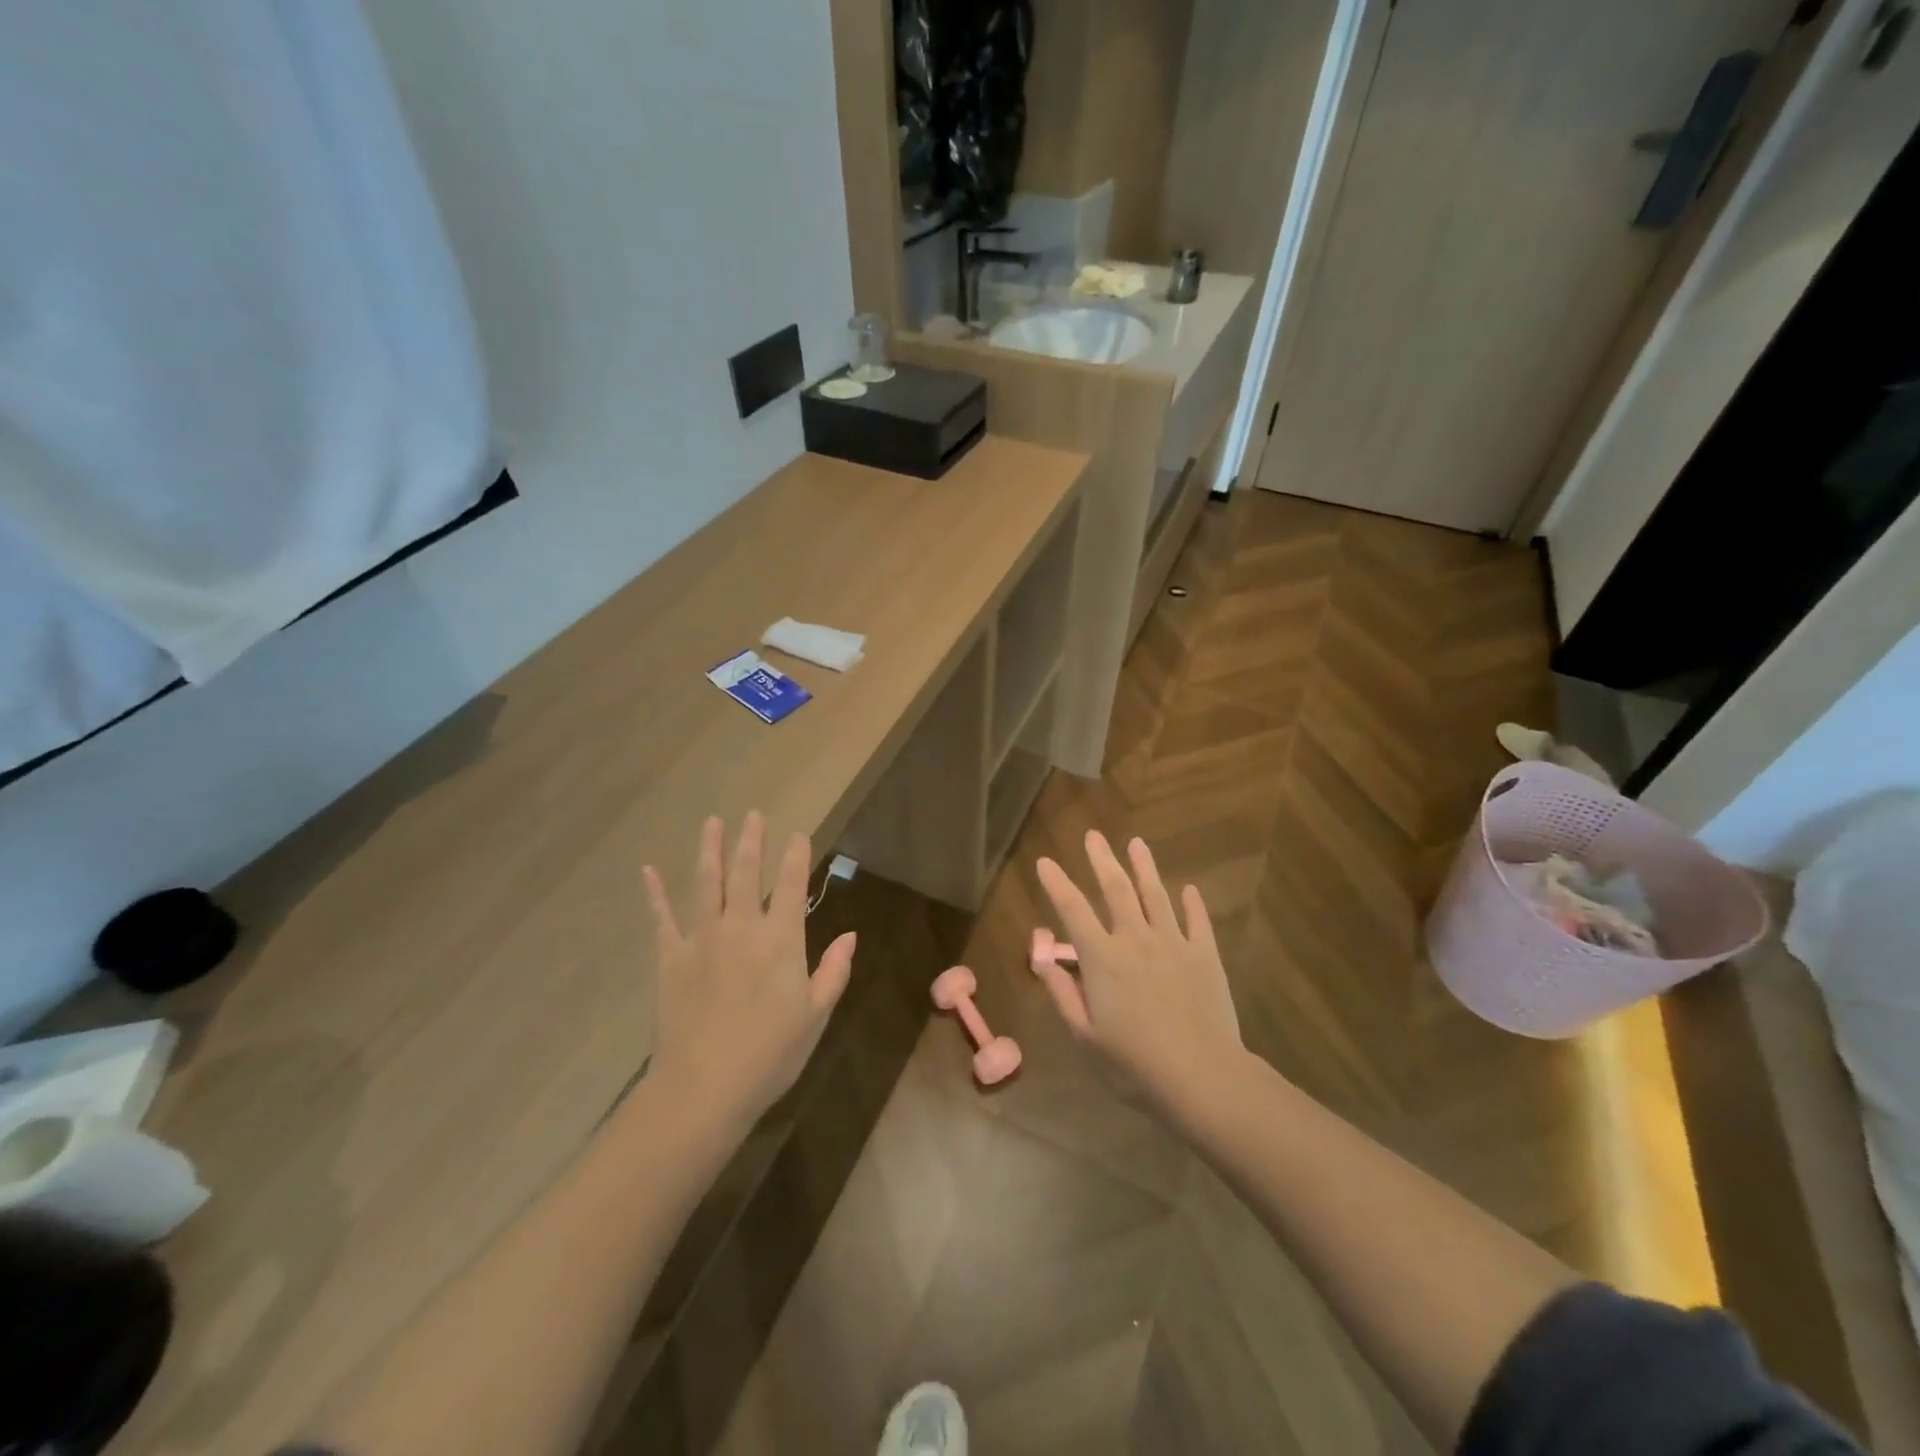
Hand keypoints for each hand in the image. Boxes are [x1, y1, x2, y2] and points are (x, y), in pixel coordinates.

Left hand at [643, 813, 854, 1133]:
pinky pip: (662, 918)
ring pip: (705, 884)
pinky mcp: (670, 958)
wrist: (703, 1089)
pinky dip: (655, 893)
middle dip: (751, 841)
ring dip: (709, 850)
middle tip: (753, 813)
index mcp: (781, 941)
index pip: (791, 886)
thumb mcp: (815, 1016)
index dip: (796, 857)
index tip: (798, 833)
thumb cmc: (769, 1055)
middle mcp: (741, 928)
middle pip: (746, 873)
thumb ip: (834, 972)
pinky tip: (648, 870)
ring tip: (712, 822)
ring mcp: (701, 940)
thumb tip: (850, 935)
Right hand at [1034, 831, 1245, 1123]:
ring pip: (1155, 896)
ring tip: (1136, 843)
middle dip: (1102, 860)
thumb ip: (1063, 994)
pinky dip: (1192, 904)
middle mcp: (1135, 940)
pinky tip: (1189, 889)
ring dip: (1144, 868)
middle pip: (1116, 890)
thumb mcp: (1085, 1037)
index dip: (1057, 884)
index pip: (1073, 911)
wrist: (1202, 1076)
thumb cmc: (1134, 1064)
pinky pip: (1197, 922)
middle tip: (1094, 836)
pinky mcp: (1204, 956)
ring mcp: (1173, 944)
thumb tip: (1043, 959)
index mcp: (1102, 959)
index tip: (1045, 862)